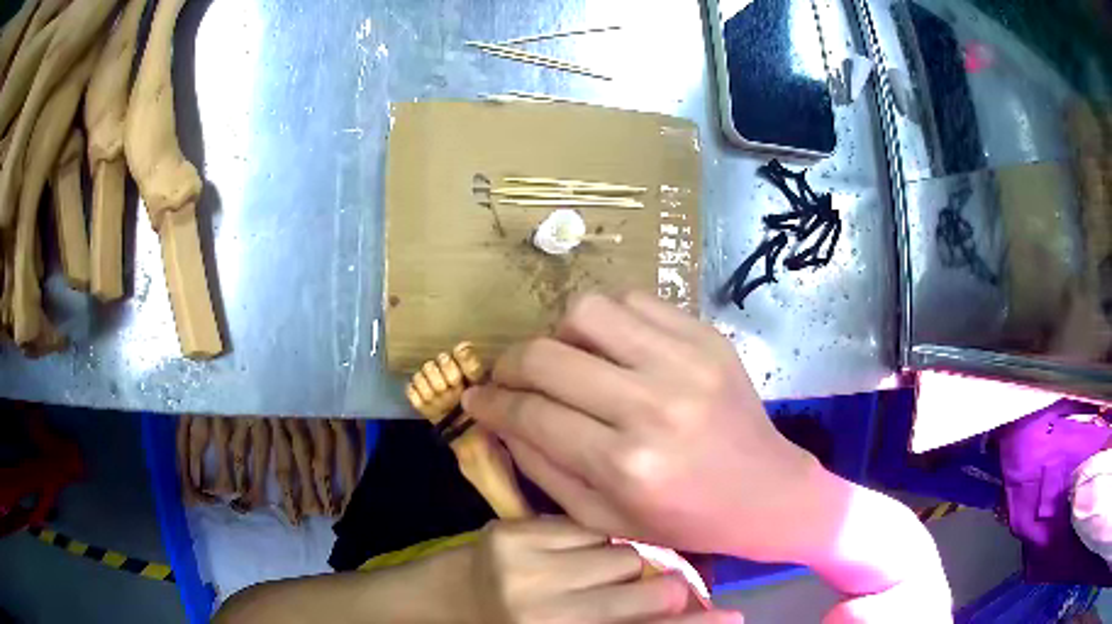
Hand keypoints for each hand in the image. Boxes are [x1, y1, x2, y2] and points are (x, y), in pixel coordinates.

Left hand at [462, 517, 741, 623]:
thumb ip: (632, 623)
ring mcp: (527, 569)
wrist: (455, 600)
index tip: (733, 617)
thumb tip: (699, 609)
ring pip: (624, 551)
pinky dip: (593, 539)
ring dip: (626, 559)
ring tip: (604, 569)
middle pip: (650, 587)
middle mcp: (547, 614)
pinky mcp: (512, 533)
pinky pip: (587, 526)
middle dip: (664, 585)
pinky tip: (577, 550)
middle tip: (661, 583)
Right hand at [464, 292, 821, 560]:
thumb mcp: (603, 517)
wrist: (765, 491)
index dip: (490, 404)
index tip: (476, 399)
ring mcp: (685, 361)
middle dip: (510, 365)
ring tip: (568, 362)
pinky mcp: (706, 337)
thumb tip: (499, 420)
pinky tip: (612, 349)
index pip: (531, 415)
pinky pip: (634, 302)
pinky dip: (607, 321)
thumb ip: (542, 468)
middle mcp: (653, 405)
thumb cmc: (683, 519)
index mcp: (626, 464)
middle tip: (508, 379)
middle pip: (548, 356)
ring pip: (587, 312)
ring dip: (560, 335)